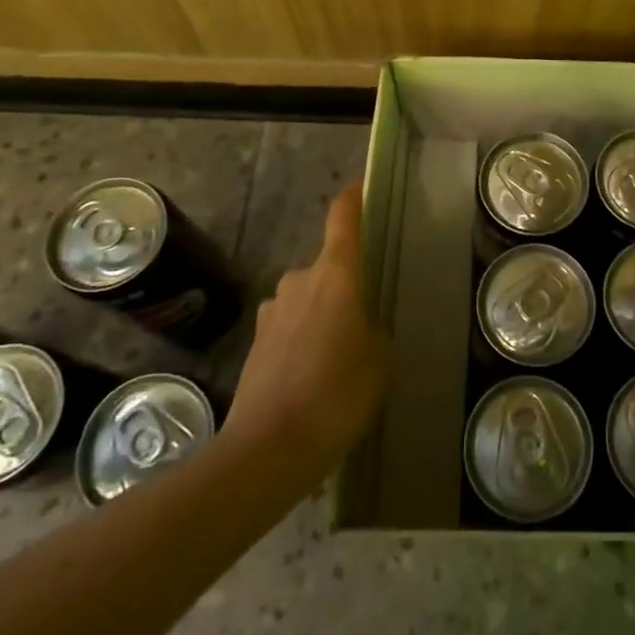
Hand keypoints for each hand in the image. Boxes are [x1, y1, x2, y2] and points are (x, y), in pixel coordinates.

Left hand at [223, 181, 389, 478]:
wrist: (268, 448)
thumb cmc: (338, 393)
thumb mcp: (379, 358)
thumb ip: (372, 328)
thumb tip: (358, 324)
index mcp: (335, 274)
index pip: (343, 218)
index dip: (353, 198)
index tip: (361, 187)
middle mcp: (300, 280)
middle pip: (328, 267)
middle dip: (346, 285)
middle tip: (365, 318)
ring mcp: (272, 310)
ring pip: (307, 299)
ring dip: (322, 314)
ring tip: (339, 356)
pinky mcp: (256, 341)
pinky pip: (290, 326)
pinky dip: (303, 339)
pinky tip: (312, 377)